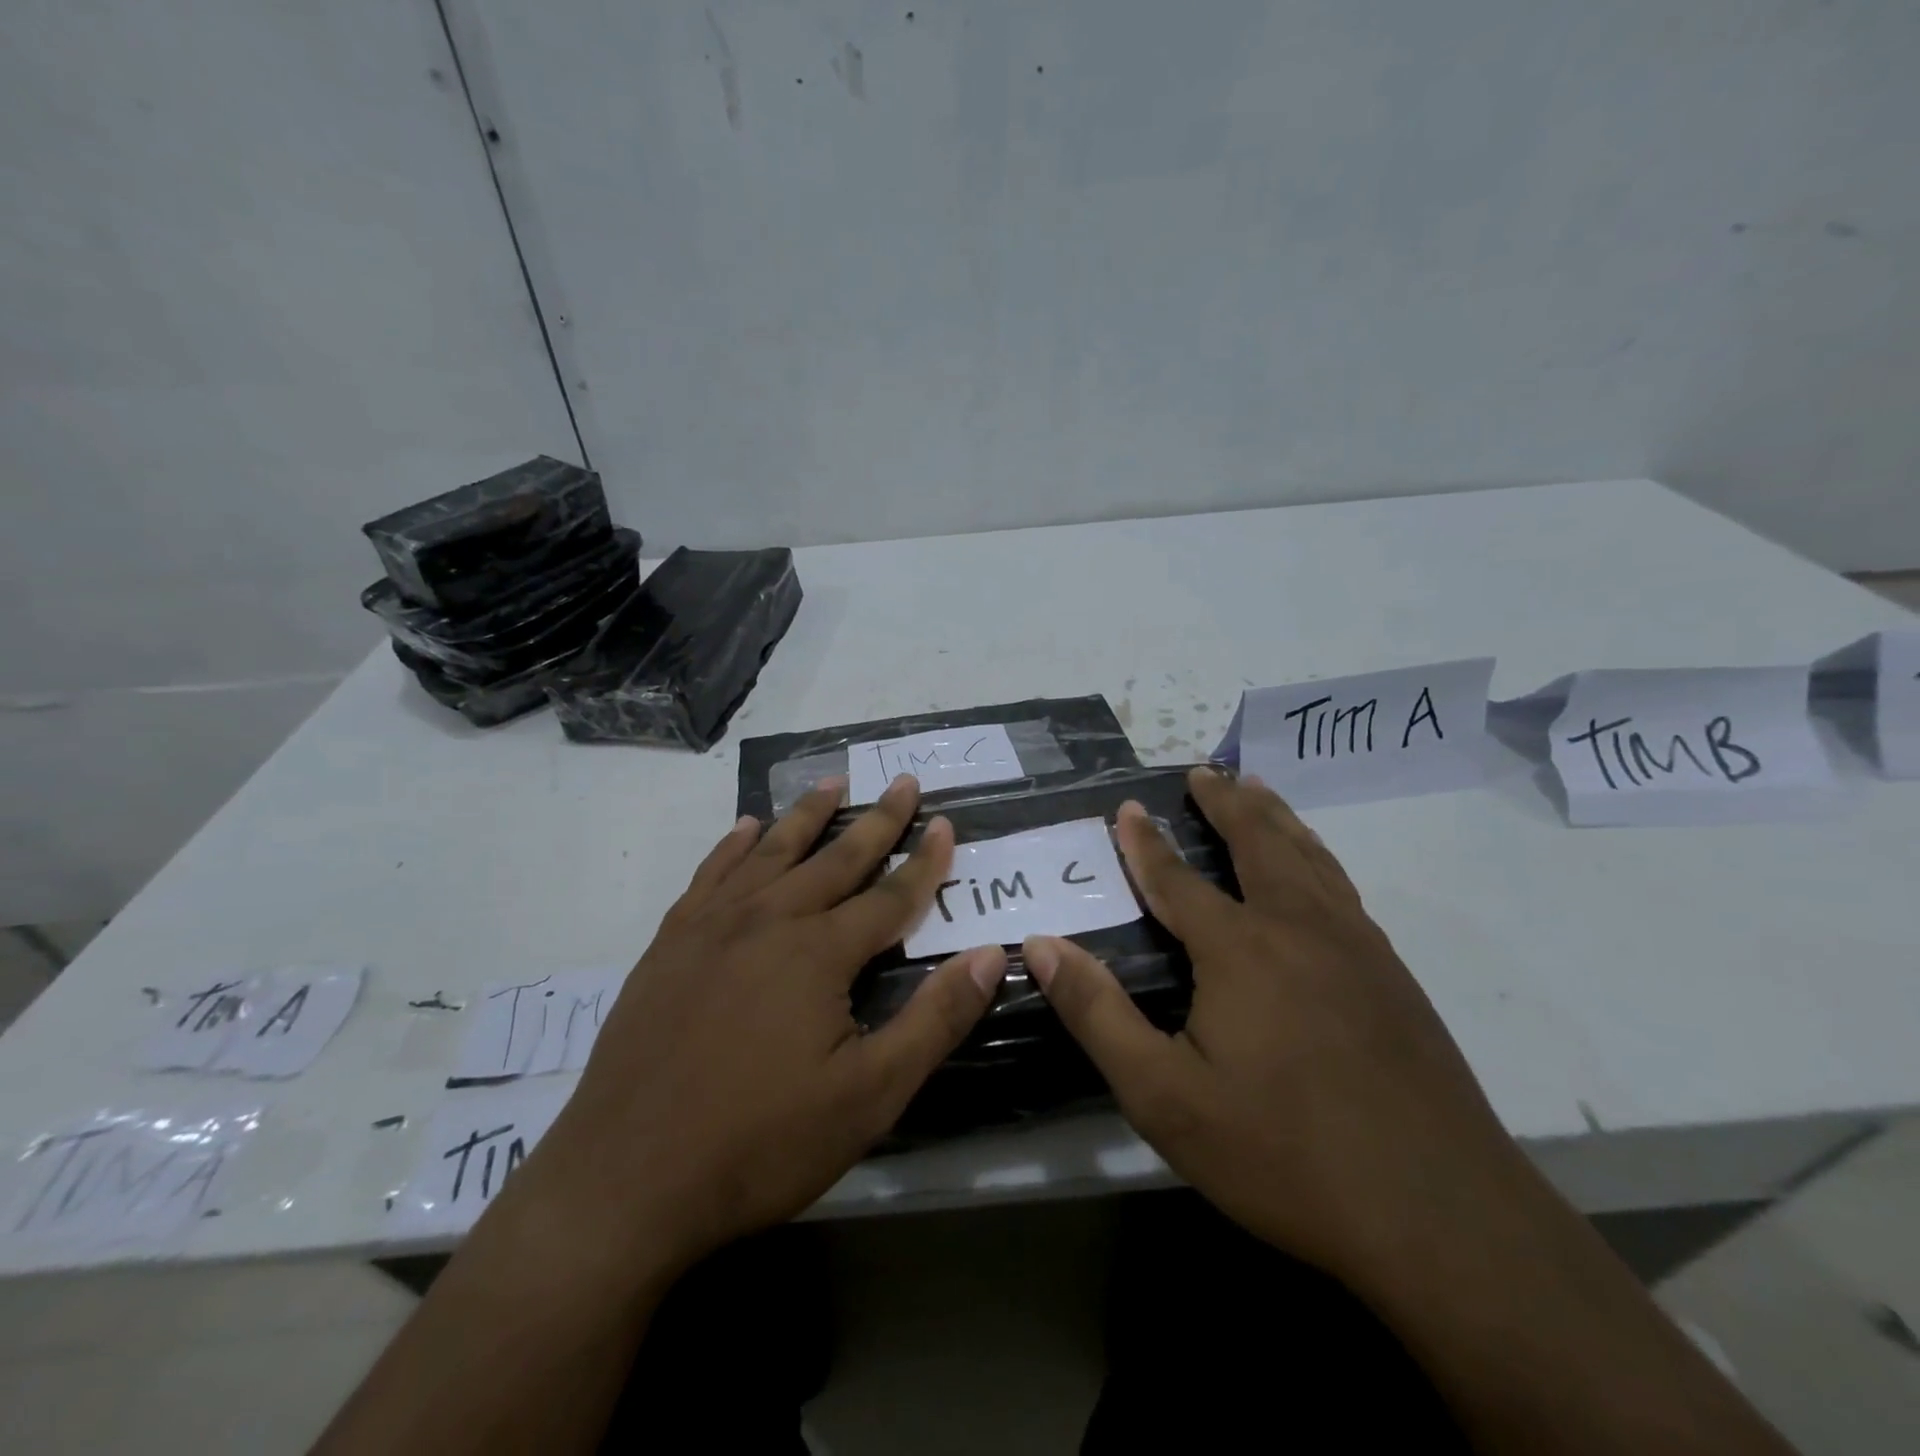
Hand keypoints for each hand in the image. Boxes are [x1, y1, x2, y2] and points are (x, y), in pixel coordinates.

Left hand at [527, 775, 1006, 1280]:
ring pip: (773, 853)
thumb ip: (935, 1019)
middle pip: (836, 858)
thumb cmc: (760, 1143)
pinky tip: (747, 828)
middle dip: (878, 820)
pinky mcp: (670, 945)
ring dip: (808, 815)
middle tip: (904, 783)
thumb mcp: (870, 1096)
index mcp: (820, 953)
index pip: (890, 895)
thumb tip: (990, 954)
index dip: (925, 860)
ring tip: (833, 781)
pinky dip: (734, 845)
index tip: (946, 823)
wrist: (624, 1182)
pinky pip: (711, 874)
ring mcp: (712, 927)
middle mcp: (769, 921)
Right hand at [1024, 767, 1526, 1288]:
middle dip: (1225, 801)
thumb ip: (1098, 1014)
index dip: (1147, 843)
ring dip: (1275, 816)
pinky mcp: (1394, 976)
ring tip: (1256, 790)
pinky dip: (1316, 855)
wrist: (1442, 1216)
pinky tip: (1314, 870)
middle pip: (1259, 841)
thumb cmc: (1285, 1154)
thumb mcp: (1165, 1096)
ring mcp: (1356, 947)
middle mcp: (1300, 927)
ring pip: (1309, 856)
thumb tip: (1040, 945)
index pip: (1178, 879)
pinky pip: (1342, 887)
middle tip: (1204, 770)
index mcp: (1240, 948)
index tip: (1130, 807)